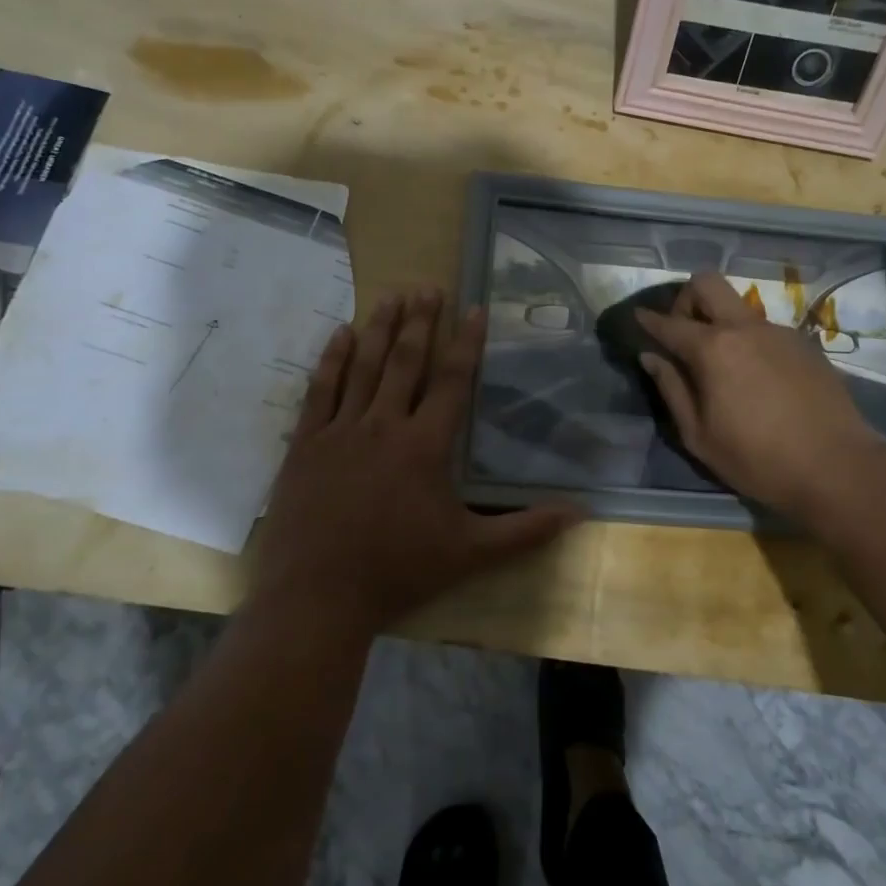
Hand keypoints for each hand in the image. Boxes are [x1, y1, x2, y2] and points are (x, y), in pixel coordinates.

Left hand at [250, 289, 577, 639]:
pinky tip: (340, 334)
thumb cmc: (398, 571)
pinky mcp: (305, 444)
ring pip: (363, 366)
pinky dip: (331, 359)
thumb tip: (580, 513)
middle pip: (405, 361)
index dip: (465, 342)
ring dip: (379, 327)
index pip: (453, 380)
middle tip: (428, 287)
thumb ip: (525, 530)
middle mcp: (384, 425)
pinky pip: (320, 390)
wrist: (317, 598)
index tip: (473, 307)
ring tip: (392, 294)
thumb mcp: (470, 553)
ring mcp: (340, 431)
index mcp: (425, 445)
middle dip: (419, 321)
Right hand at [636, 273, 885, 518]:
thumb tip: (651, 357)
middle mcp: (744, 328)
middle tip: (683, 332)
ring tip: (722, 364)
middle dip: (686, 298)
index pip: (669, 323)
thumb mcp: (699, 436)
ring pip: (738, 306)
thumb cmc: (758, 459)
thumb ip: (672, 389)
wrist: (837, 466)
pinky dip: (748, 340)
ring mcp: (778, 331)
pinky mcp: (804, 343)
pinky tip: (757, 378)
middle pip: (707, 283)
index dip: (649, 320)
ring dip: (720, 321)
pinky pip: (764, 329)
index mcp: (713, 349)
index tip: (638, 317)